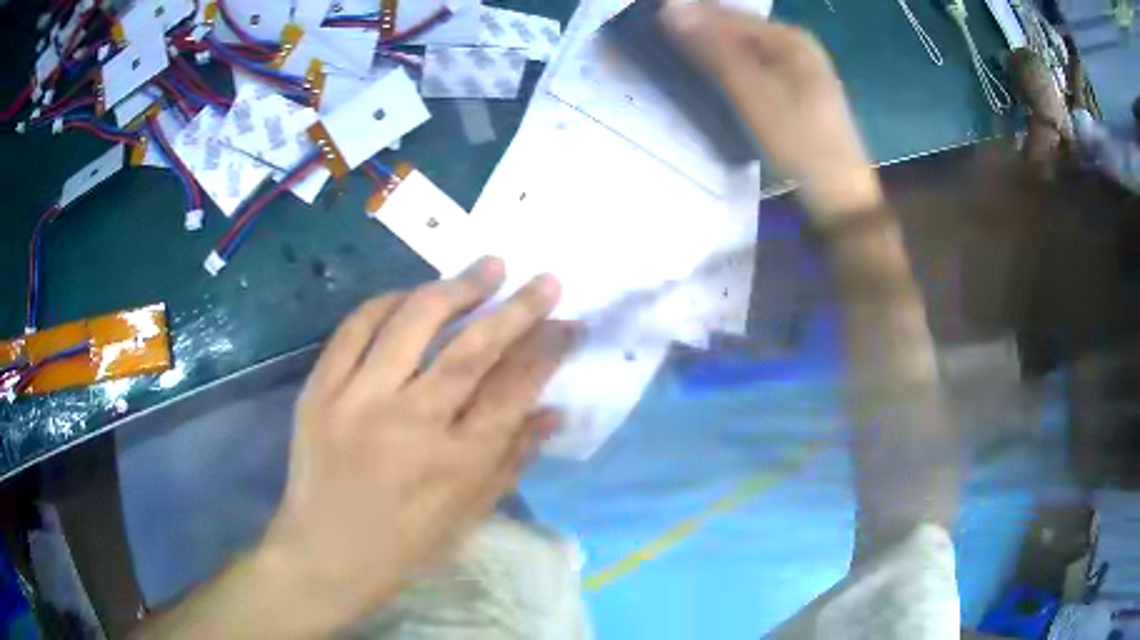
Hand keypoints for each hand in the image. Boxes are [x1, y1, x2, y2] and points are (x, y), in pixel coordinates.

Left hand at [258, 257, 574, 630]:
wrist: (325, 554)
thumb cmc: (406, 546)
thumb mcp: (470, 515)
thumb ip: (514, 459)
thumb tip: (553, 410)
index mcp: (457, 463)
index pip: (515, 390)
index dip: (548, 350)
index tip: (569, 323)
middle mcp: (411, 424)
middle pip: (473, 349)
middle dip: (517, 308)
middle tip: (544, 279)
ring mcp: (358, 401)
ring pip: (413, 324)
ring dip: (456, 288)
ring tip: (487, 267)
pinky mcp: (320, 390)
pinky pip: (355, 328)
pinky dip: (388, 302)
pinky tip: (413, 293)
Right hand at [661, 3, 883, 222]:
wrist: (840, 194)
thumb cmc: (798, 140)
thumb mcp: (752, 91)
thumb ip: (713, 48)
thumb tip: (669, 6)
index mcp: (790, 38)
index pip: (729, 15)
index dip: (692, 15)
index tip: (656, 21)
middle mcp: (799, 45)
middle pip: (741, 30)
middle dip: (705, 33)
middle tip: (667, 41)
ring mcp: (804, 69)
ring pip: (749, 49)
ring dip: (717, 51)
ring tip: (685, 56)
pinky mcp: (802, 92)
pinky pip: (759, 67)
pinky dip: (736, 69)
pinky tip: (721, 78)